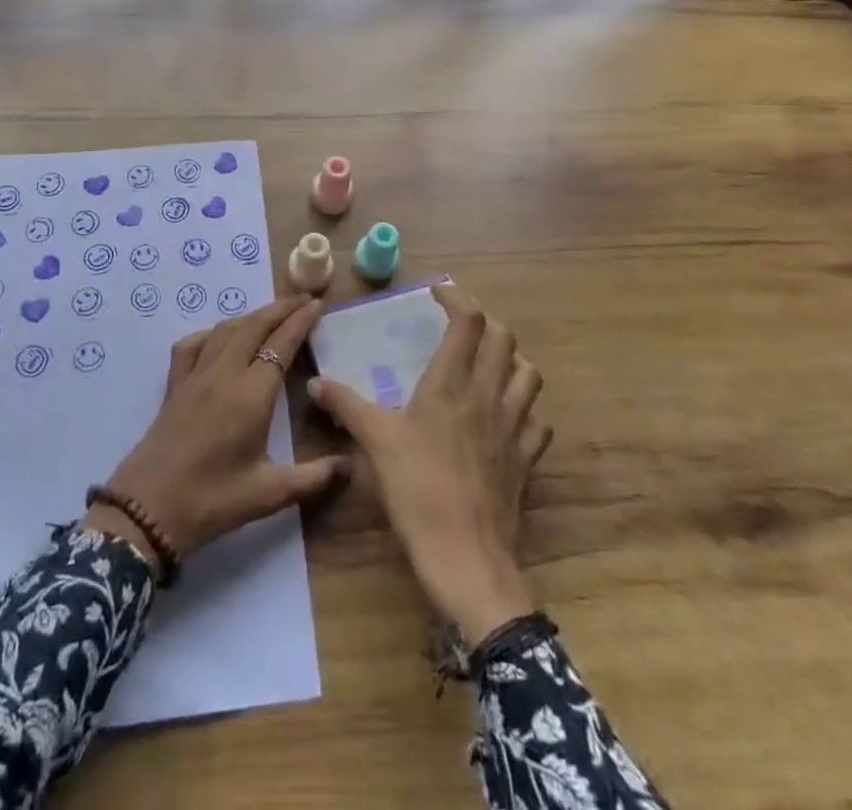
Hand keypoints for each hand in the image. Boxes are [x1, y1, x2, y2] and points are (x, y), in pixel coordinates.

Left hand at [84, 295, 347, 566]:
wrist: (147, 510)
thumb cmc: (212, 500)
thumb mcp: (269, 494)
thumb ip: (313, 478)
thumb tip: (349, 465)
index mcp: (251, 393)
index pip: (281, 344)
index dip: (301, 321)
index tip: (317, 304)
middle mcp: (224, 374)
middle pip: (254, 326)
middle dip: (281, 308)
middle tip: (303, 300)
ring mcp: (195, 376)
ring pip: (226, 330)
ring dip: (252, 316)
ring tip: (271, 314)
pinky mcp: (174, 386)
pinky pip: (193, 345)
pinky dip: (212, 333)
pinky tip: (220, 339)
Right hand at [308, 284, 550, 641]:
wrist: (467, 559)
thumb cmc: (418, 491)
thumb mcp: (375, 442)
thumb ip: (346, 405)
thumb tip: (315, 383)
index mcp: (452, 384)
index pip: (468, 322)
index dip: (457, 298)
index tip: (438, 292)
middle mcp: (489, 395)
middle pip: (504, 338)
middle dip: (485, 321)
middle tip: (461, 323)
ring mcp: (514, 428)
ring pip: (528, 374)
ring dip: (511, 358)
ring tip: (489, 362)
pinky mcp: (527, 460)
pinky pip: (537, 420)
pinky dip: (525, 407)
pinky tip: (507, 416)